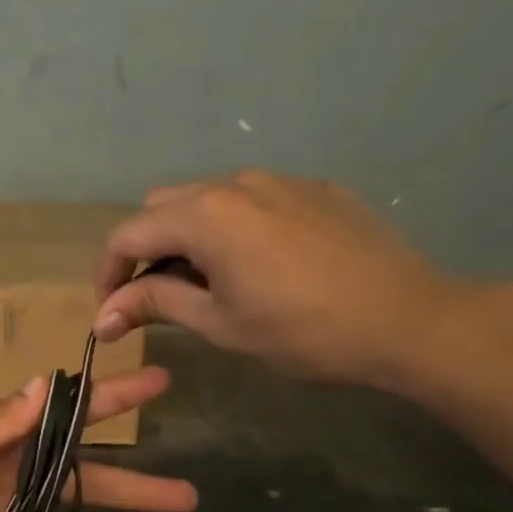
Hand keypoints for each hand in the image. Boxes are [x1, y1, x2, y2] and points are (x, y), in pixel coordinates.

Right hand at [92, 171, 474, 387]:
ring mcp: (280, 180)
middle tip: (160, 297)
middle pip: (163, 207)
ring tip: (212, 282)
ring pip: (209, 199)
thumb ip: (156, 305)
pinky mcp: (315, 189)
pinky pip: (254, 200)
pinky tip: (263, 265)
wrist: (409, 320)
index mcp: (204, 215)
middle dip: (148, 250)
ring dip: (191, 236)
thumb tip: (103, 316)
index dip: (109, 274)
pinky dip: (236, 227)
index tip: (112, 312)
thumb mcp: (220, 323)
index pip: (128, 234)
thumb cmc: (303, 330)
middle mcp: (235, 183)